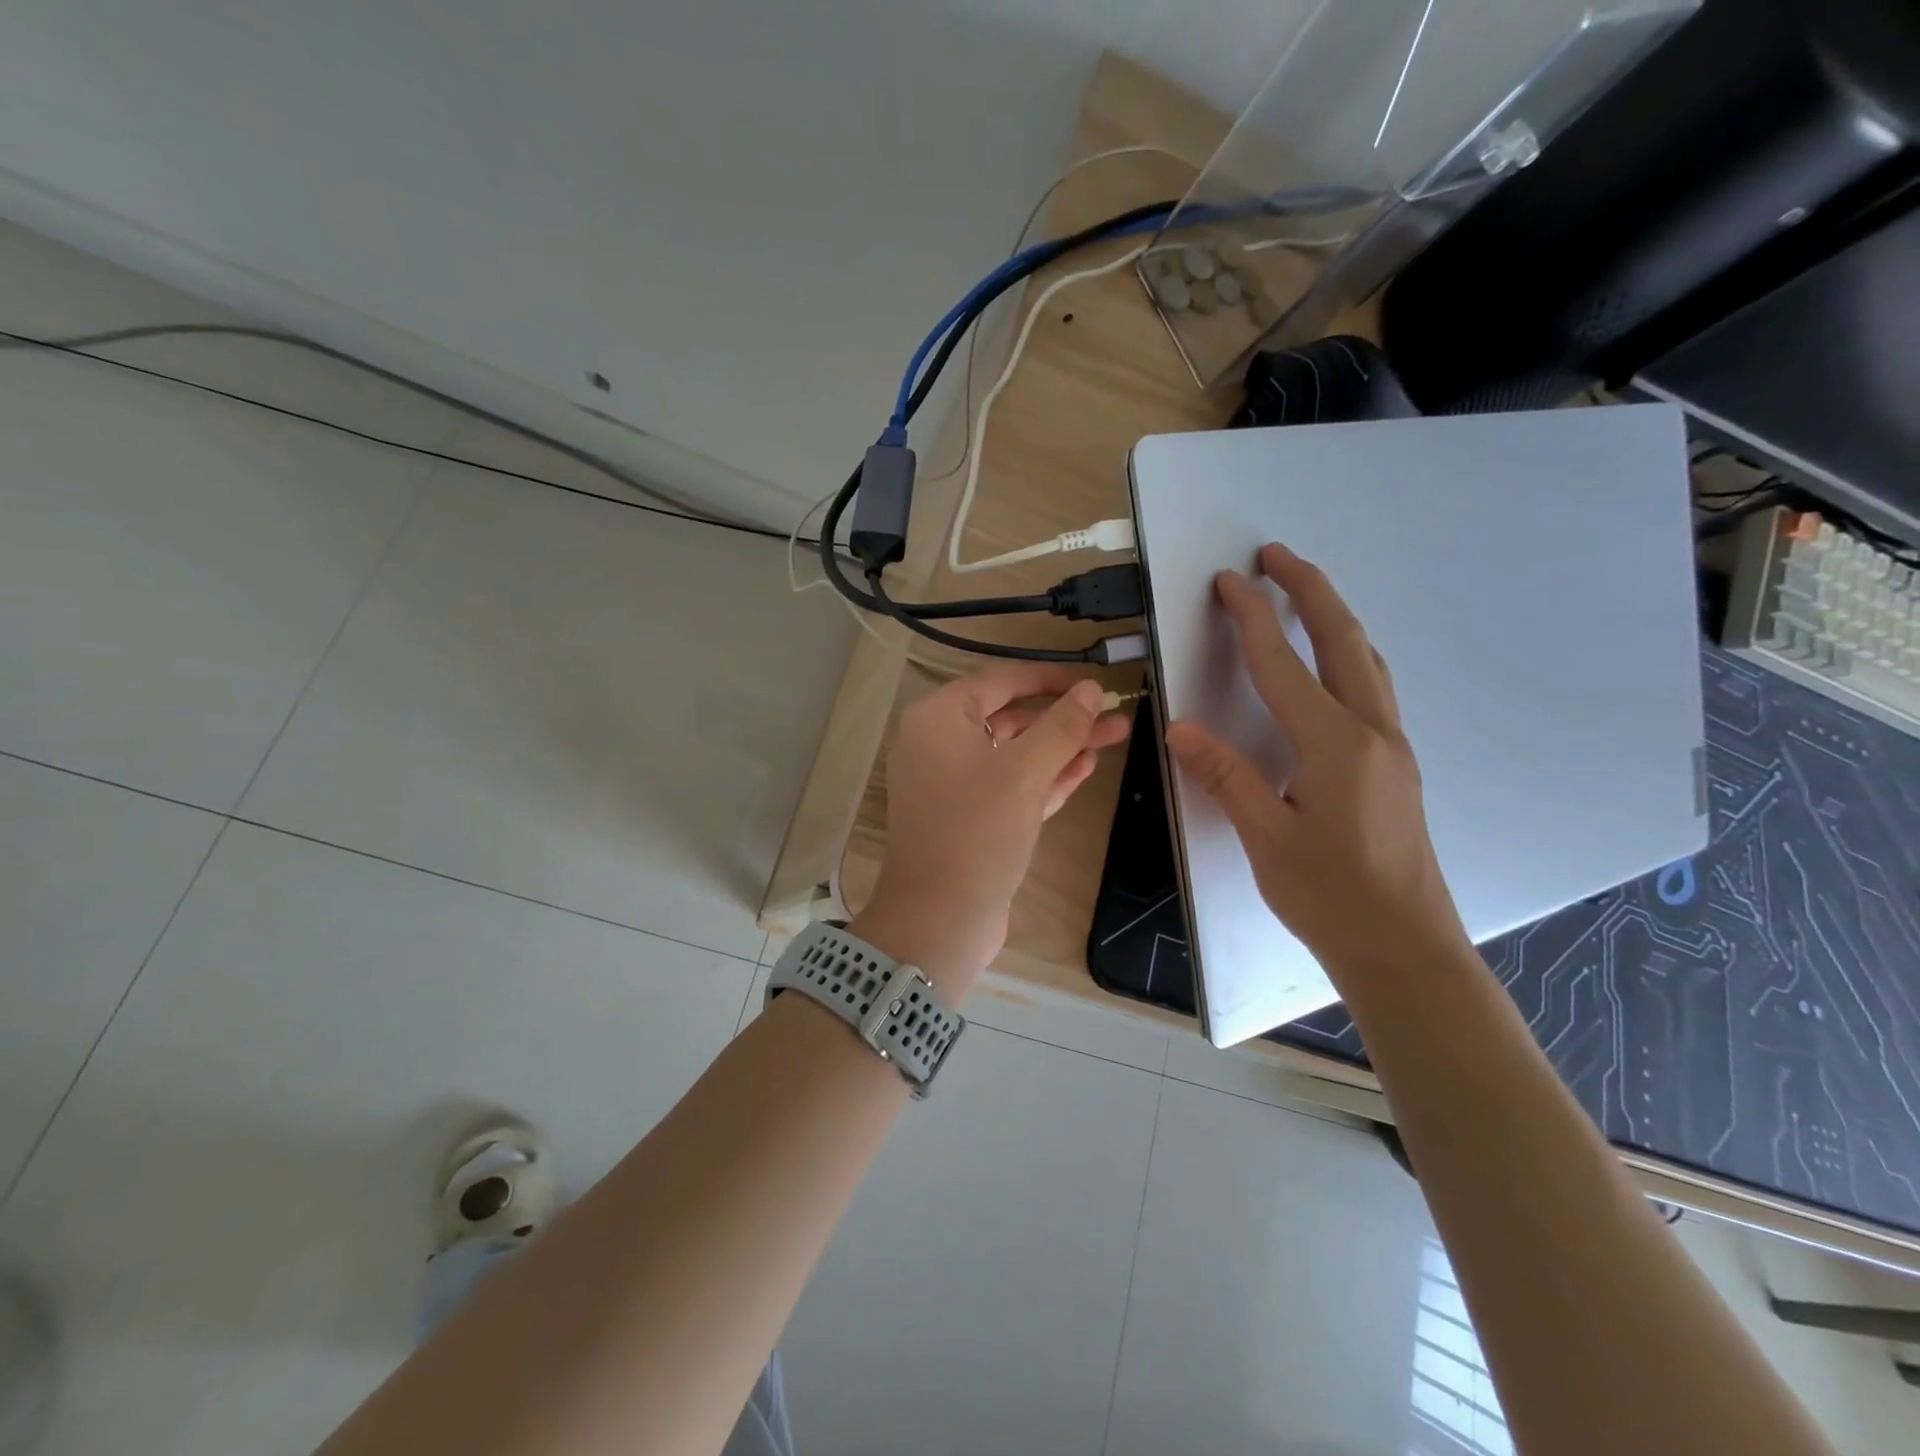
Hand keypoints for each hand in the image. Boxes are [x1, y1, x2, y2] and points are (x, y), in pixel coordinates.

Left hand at [853, 664, 1130, 994]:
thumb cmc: (977, 832)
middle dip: (1063, 717)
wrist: (940, 920)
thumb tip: (1091, 690)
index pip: (1000, 681)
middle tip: (1115, 716)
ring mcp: (952, 784)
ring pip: (1014, 753)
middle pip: (1010, 716)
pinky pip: (1010, 785)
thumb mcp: (1025, 773)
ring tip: (1114, 737)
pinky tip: (1085, 768)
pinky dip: (1044, 777)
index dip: (1050, 678)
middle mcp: (938, 744)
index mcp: (938, 719)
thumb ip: (1061, 726)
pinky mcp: (969, 818)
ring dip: (1060, 747)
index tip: (1093, 682)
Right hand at [1164, 543, 1469, 982]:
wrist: (1405, 948)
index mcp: (1335, 745)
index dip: (1252, 619)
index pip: (1283, 664)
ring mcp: (1392, 746)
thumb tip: (1180, 727)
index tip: (1228, 581)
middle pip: (1343, 640)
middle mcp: (1372, 732)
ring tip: (1303, 593)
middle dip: (1309, 590)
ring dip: (1333, 616)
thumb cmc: (1331, 896)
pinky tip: (1333, 662)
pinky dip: (1347, 651)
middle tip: (1276, 556)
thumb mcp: (1266, 837)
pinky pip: (1372, 685)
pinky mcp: (1396, 764)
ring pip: (1367, 659)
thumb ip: (1225, 775)